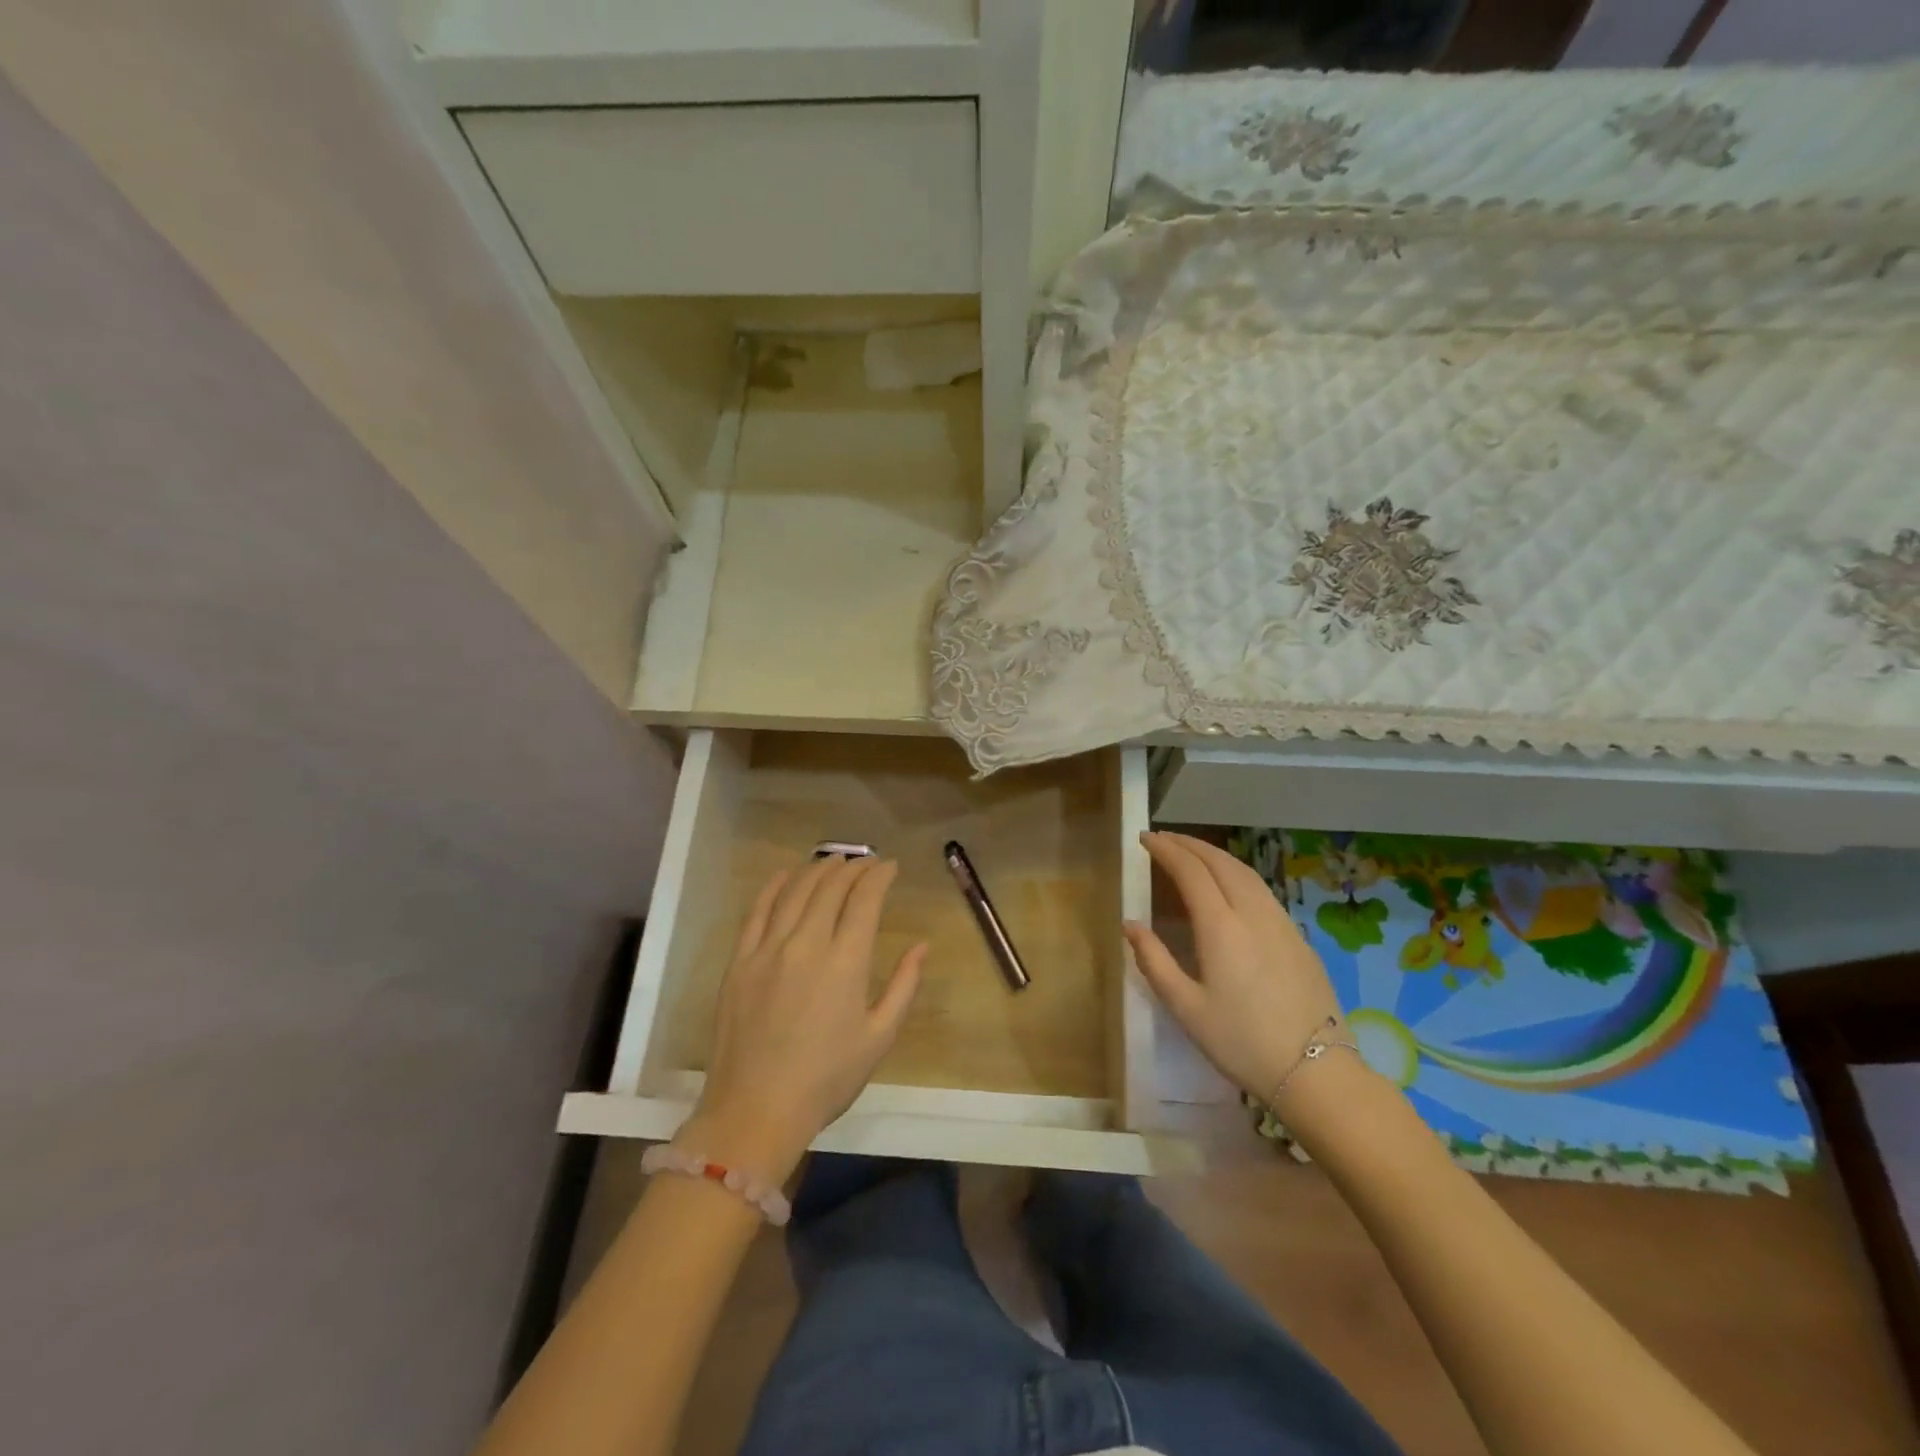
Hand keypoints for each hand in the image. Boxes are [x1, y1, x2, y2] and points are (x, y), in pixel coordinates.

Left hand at [681, 856, 925, 1183]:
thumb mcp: (879, 1038)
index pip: (864, 900)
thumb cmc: (826, 1080)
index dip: (879, 876)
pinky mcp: (740, 961)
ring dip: (818, 870)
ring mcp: (768, 949)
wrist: (755, 1111)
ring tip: (834, 861)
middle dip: (853, 868)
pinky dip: (774, 886)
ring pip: (796, 892)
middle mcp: (806, 944)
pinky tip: (787, 874)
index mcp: (845, 962)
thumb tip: (921, 945)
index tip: (890, 867)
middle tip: (866, 863)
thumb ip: (904, 986)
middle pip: (830, 888)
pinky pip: (757, 911)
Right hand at [1124, 832, 1347, 1108]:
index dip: (1166, 850)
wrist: (1316, 1072)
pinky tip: (1229, 885)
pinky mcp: (1298, 937)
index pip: (1190, 871)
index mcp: (1221, 927)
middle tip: (1163, 838)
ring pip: (1245, 872)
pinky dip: (1236, 873)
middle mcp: (1252, 913)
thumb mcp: (1186, 1008)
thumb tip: (1130, 924)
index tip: (1145, 839)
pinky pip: (1262, 889)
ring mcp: (1281, 923)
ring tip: (1192, 853)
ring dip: (1214, 855)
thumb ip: (1154, 961)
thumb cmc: (1241, 1042)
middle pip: (1220, 862)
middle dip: (1189, 844)